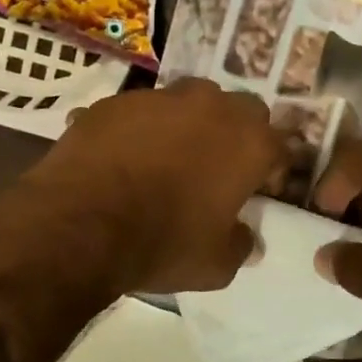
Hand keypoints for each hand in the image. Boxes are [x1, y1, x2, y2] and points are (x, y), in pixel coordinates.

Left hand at [20, 79, 282, 293]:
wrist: (80, 224)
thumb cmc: (162, 244)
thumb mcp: (216, 264)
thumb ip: (240, 244)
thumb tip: (244, 237)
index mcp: (248, 142)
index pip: (280, 146)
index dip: (272, 170)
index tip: (259, 191)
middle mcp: (211, 107)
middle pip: (240, 109)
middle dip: (236, 134)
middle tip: (218, 167)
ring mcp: (161, 97)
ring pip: (190, 100)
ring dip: (190, 123)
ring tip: (168, 157)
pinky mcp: (117, 100)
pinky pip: (140, 110)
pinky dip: (141, 128)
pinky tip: (124, 157)